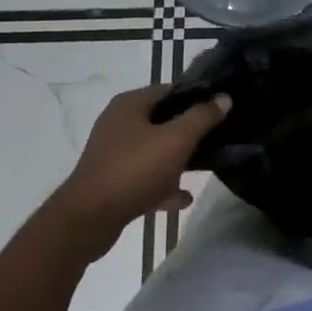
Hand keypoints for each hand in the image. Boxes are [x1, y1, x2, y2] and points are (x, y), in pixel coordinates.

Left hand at [47, 85, 230, 261]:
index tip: (219, 108)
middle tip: (215, 139)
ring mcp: (113, 153)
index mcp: (130, 104)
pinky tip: (183, 198)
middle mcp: (118, 123)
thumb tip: (224, 97)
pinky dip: (162, 184)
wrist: (87, 221)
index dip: (196, 97)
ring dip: (176, 159)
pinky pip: (144, 176)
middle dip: (188, 131)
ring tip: (203, 168)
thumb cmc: (134, 170)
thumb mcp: (175, 140)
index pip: (170, 89)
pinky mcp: (111, 181)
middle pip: (162, 120)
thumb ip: (201, 117)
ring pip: (153, 150)